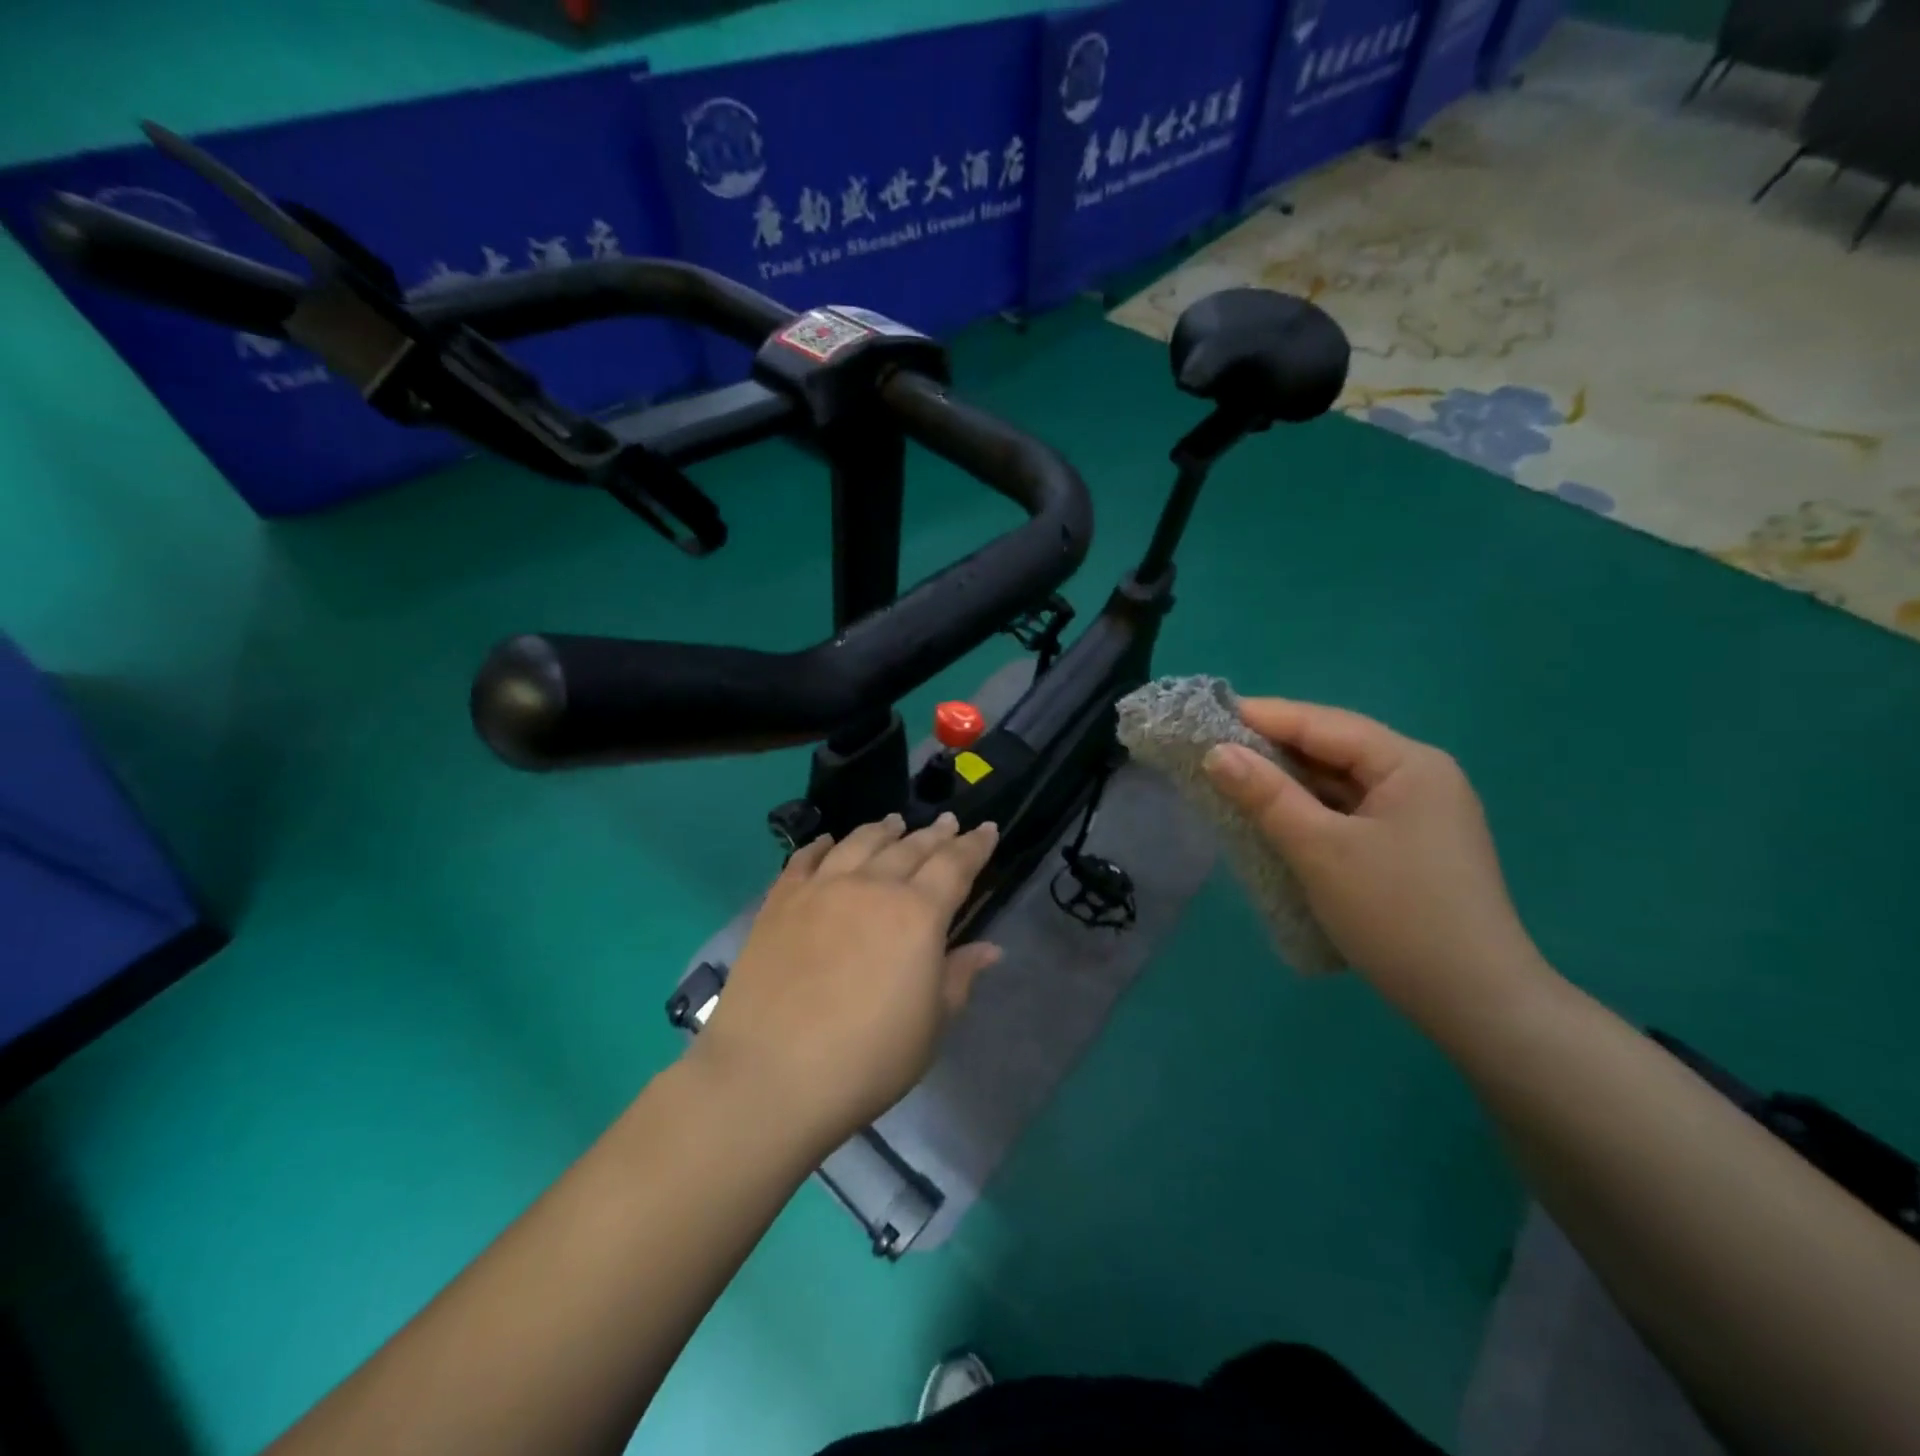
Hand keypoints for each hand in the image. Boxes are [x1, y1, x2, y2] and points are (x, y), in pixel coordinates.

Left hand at [690, 813, 1002, 1150]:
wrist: (770, 1075)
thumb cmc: (866, 1060)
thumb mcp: (930, 1027)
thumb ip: (958, 977)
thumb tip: (988, 948)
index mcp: (918, 915)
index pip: (955, 865)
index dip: (975, 846)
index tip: (988, 828)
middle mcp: (872, 887)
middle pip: (910, 847)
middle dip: (935, 833)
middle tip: (949, 821)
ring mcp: (822, 888)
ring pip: (860, 842)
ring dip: (883, 829)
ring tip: (895, 822)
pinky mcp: (780, 900)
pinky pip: (806, 858)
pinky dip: (823, 844)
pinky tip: (829, 841)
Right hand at [1203, 700, 1544, 1017]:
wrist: (1476, 1004)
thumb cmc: (1396, 913)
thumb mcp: (1320, 849)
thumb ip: (1266, 795)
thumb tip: (1215, 752)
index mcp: (1409, 764)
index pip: (1324, 724)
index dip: (1264, 717)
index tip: (1207, 716)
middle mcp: (1420, 778)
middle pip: (1334, 750)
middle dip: (1273, 749)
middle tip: (1212, 748)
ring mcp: (1419, 815)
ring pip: (1340, 783)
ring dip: (1289, 782)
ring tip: (1232, 779)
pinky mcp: (1409, 847)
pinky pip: (1348, 813)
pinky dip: (1309, 811)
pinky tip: (1274, 817)